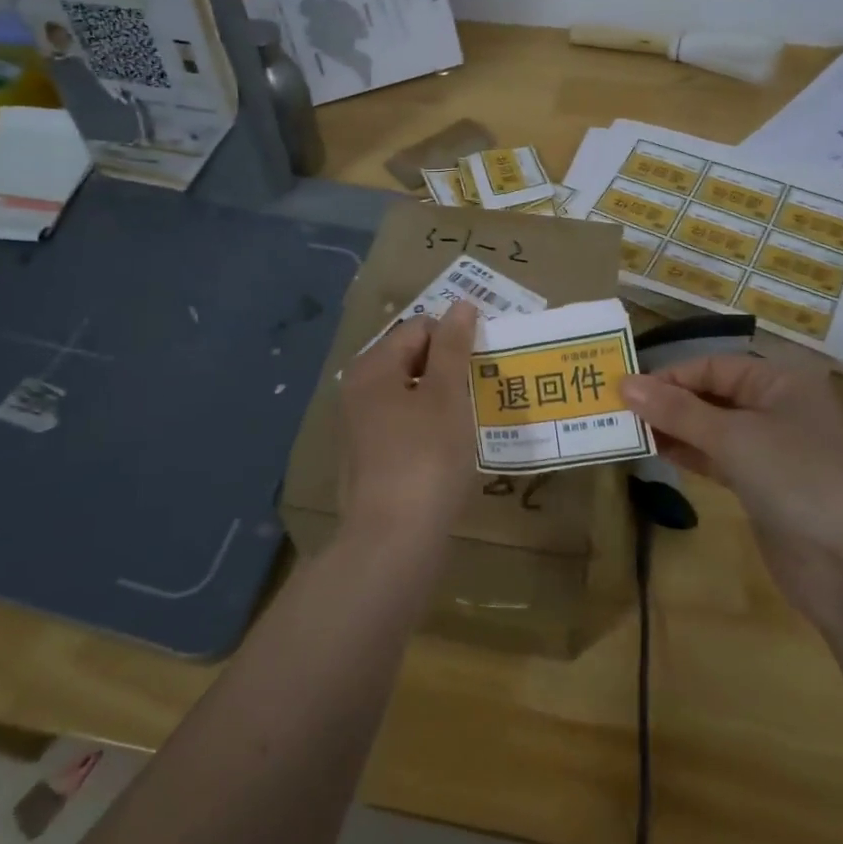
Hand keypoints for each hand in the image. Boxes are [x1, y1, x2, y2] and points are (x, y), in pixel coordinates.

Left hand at [338, 302, 479, 547]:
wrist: (394, 539)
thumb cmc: (425, 457)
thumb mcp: (446, 394)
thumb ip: (453, 346)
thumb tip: (461, 304)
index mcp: (372, 367)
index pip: (419, 328)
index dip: (455, 338)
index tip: (484, 363)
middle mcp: (357, 389)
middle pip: (411, 359)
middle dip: (449, 368)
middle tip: (483, 389)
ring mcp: (360, 426)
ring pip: (410, 394)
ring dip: (442, 399)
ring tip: (473, 417)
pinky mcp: (370, 458)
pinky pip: (405, 425)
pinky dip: (429, 426)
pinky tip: (451, 448)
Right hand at [620, 355, 842, 582]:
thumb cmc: (796, 477)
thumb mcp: (733, 436)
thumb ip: (677, 411)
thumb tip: (624, 384)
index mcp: (780, 381)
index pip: (713, 366)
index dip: (669, 376)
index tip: (624, 390)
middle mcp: (777, 408)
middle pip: (712, 395)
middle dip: (667, 402)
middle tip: (617, 411)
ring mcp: (771, 449)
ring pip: (712, 428)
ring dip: (673, 429)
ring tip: (626, 431)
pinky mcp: (763, 486)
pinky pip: (718, 458)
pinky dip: (689, 454)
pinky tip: (655, 453)